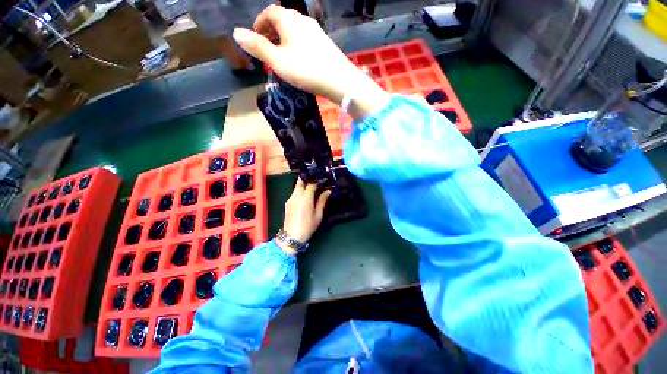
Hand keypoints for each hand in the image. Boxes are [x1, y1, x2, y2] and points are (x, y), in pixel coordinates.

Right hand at [233, 5, 388, 120]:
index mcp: (289, 19)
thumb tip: (235, 32)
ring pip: (294, 31)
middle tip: (267, 52)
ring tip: (281, 59)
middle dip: (271, 33)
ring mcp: (316, 32)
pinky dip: (296, 47)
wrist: (339, 80)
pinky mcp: (325, 44)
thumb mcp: (277, 60)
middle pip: (282, 20)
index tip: (255, 39)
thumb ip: (257, 47)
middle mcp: (303, 20)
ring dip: (284, 42)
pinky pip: (305, 41)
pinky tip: (298, 62)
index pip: (269, 12)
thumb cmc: (306, 70)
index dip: (259, 24)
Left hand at [279, 179, 330, 253]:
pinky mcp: (287, 202)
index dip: (318, 181)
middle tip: (316, 182)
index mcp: (306, 198)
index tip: (323, 181)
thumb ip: (322, 201)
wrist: (292, 236)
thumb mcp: (318, 214)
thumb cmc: (308, 226)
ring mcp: (290, 198)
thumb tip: (328, 191)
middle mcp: (296, 195)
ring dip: (304, 185)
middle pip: (301, 181)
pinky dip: (300, 191)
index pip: (311, 183)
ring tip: (312, 189)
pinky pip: (294, 193)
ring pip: (297, 186)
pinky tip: (305, 197)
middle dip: (308, 179)